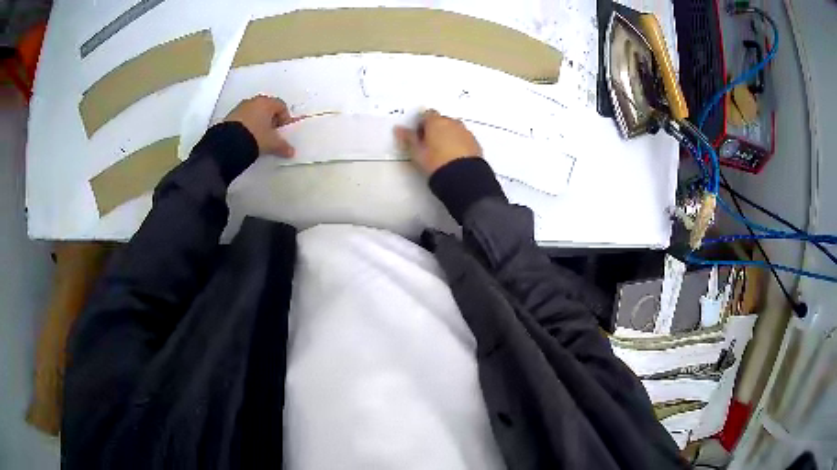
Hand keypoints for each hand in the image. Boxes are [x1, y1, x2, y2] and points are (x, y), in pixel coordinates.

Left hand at [224, 95, 294, 157]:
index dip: (284, 119)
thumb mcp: (271, 143)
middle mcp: (253, 101)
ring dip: (258, 123)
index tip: (283, 131)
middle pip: (267, 108)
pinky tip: (247, 138)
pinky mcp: (230, 116)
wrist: (228, 144)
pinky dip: (247, 126)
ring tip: (258, 138)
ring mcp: (240, 108)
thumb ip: (282, 146)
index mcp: (266, 102)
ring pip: (254, 113)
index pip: (281, 106)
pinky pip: (243, 118)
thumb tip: (290, 151)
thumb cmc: (254, 136)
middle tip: (272, 134)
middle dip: (271, 120)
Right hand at [394, 110, 481, 174]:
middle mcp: (452, 122)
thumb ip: (408, 138)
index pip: (427, 114)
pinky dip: (459, 143)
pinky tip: (455, 157)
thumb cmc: (436, 162)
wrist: (463, 177)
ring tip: (443, 153)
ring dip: (448, 135)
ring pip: (454, 129)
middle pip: (441, 120)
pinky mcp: (475, 142)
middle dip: (436, 129)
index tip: (419, 136)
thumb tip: (398, 128)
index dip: (422, 124)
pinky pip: (464, 138)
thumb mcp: (417, 153)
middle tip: (430, 146)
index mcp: (436, 122)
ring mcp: (465, 132)